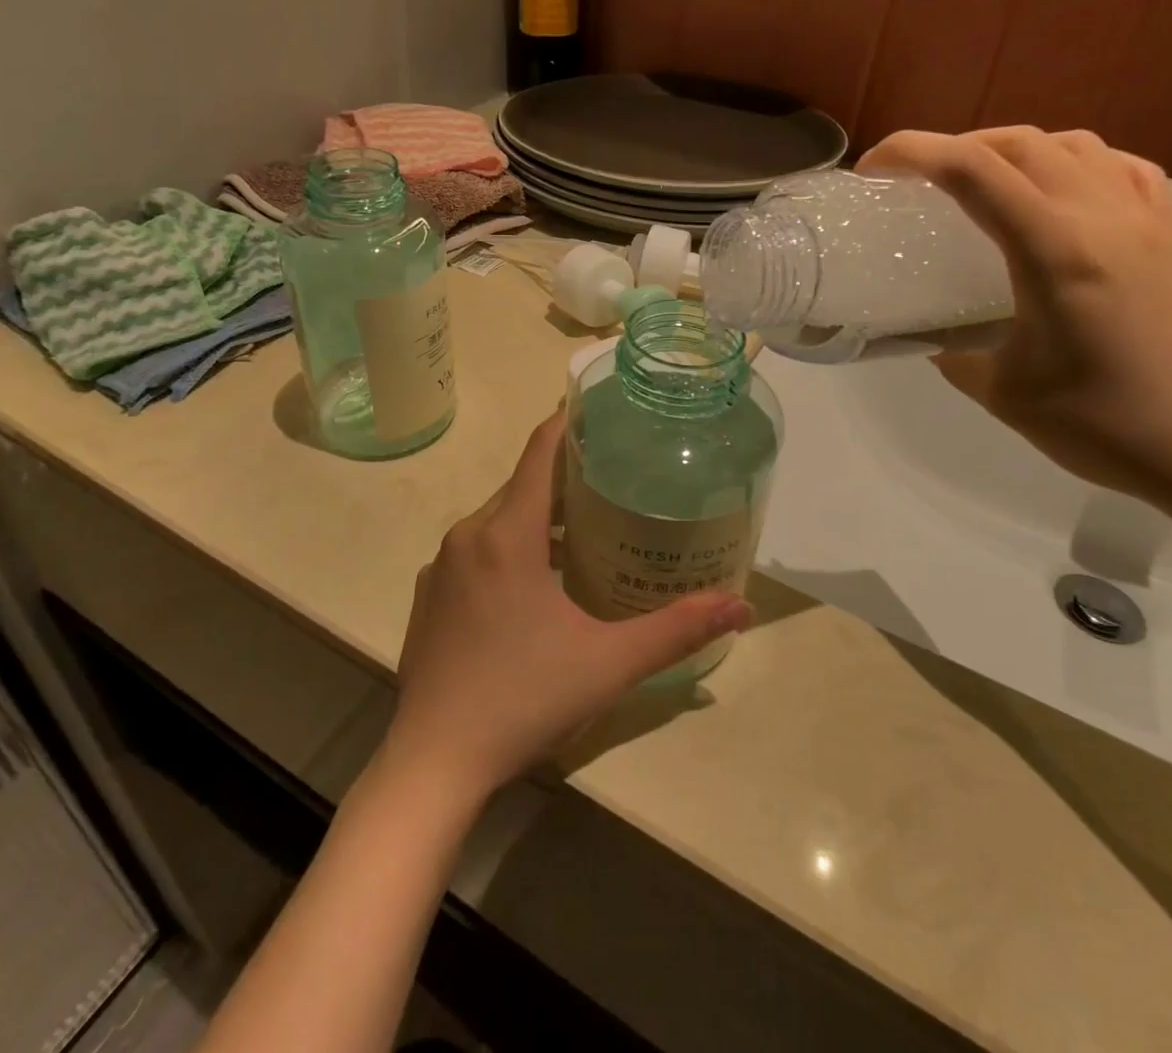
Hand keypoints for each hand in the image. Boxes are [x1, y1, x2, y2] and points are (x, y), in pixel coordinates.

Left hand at [383, 412, 753, 801]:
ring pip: (497, 518)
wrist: (433, 762)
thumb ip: (676, 629)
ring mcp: (441, 567)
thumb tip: (741, 605)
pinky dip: (510, 545)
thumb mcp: (608, 663)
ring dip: (539, 515)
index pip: (539, 453)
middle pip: (521, 484)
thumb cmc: (523, 698)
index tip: (600, 408)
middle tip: (614, 476)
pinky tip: (537, 583)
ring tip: (587, 529)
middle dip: (565, 475)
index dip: (568, 423)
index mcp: (506, 534)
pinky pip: (476, 550)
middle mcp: (467, 536)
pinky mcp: (429, 597)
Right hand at [857, 126, 1171, 514]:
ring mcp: (1148, 221)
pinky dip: (1078, 163)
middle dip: (954, 146)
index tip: (871, 168)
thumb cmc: (1103, 426)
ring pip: (1073, 145)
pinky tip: (1063, 192)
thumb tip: (929, 335)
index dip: (911, 152)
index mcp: (1054, 251)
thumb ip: (953, 352)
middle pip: (1018, 143)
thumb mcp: (1002, 392)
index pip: (971, 170)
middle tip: (916, 179)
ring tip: (984, 182)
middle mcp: (1103, 217)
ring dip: (1015, 149)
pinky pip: (1122, 169)